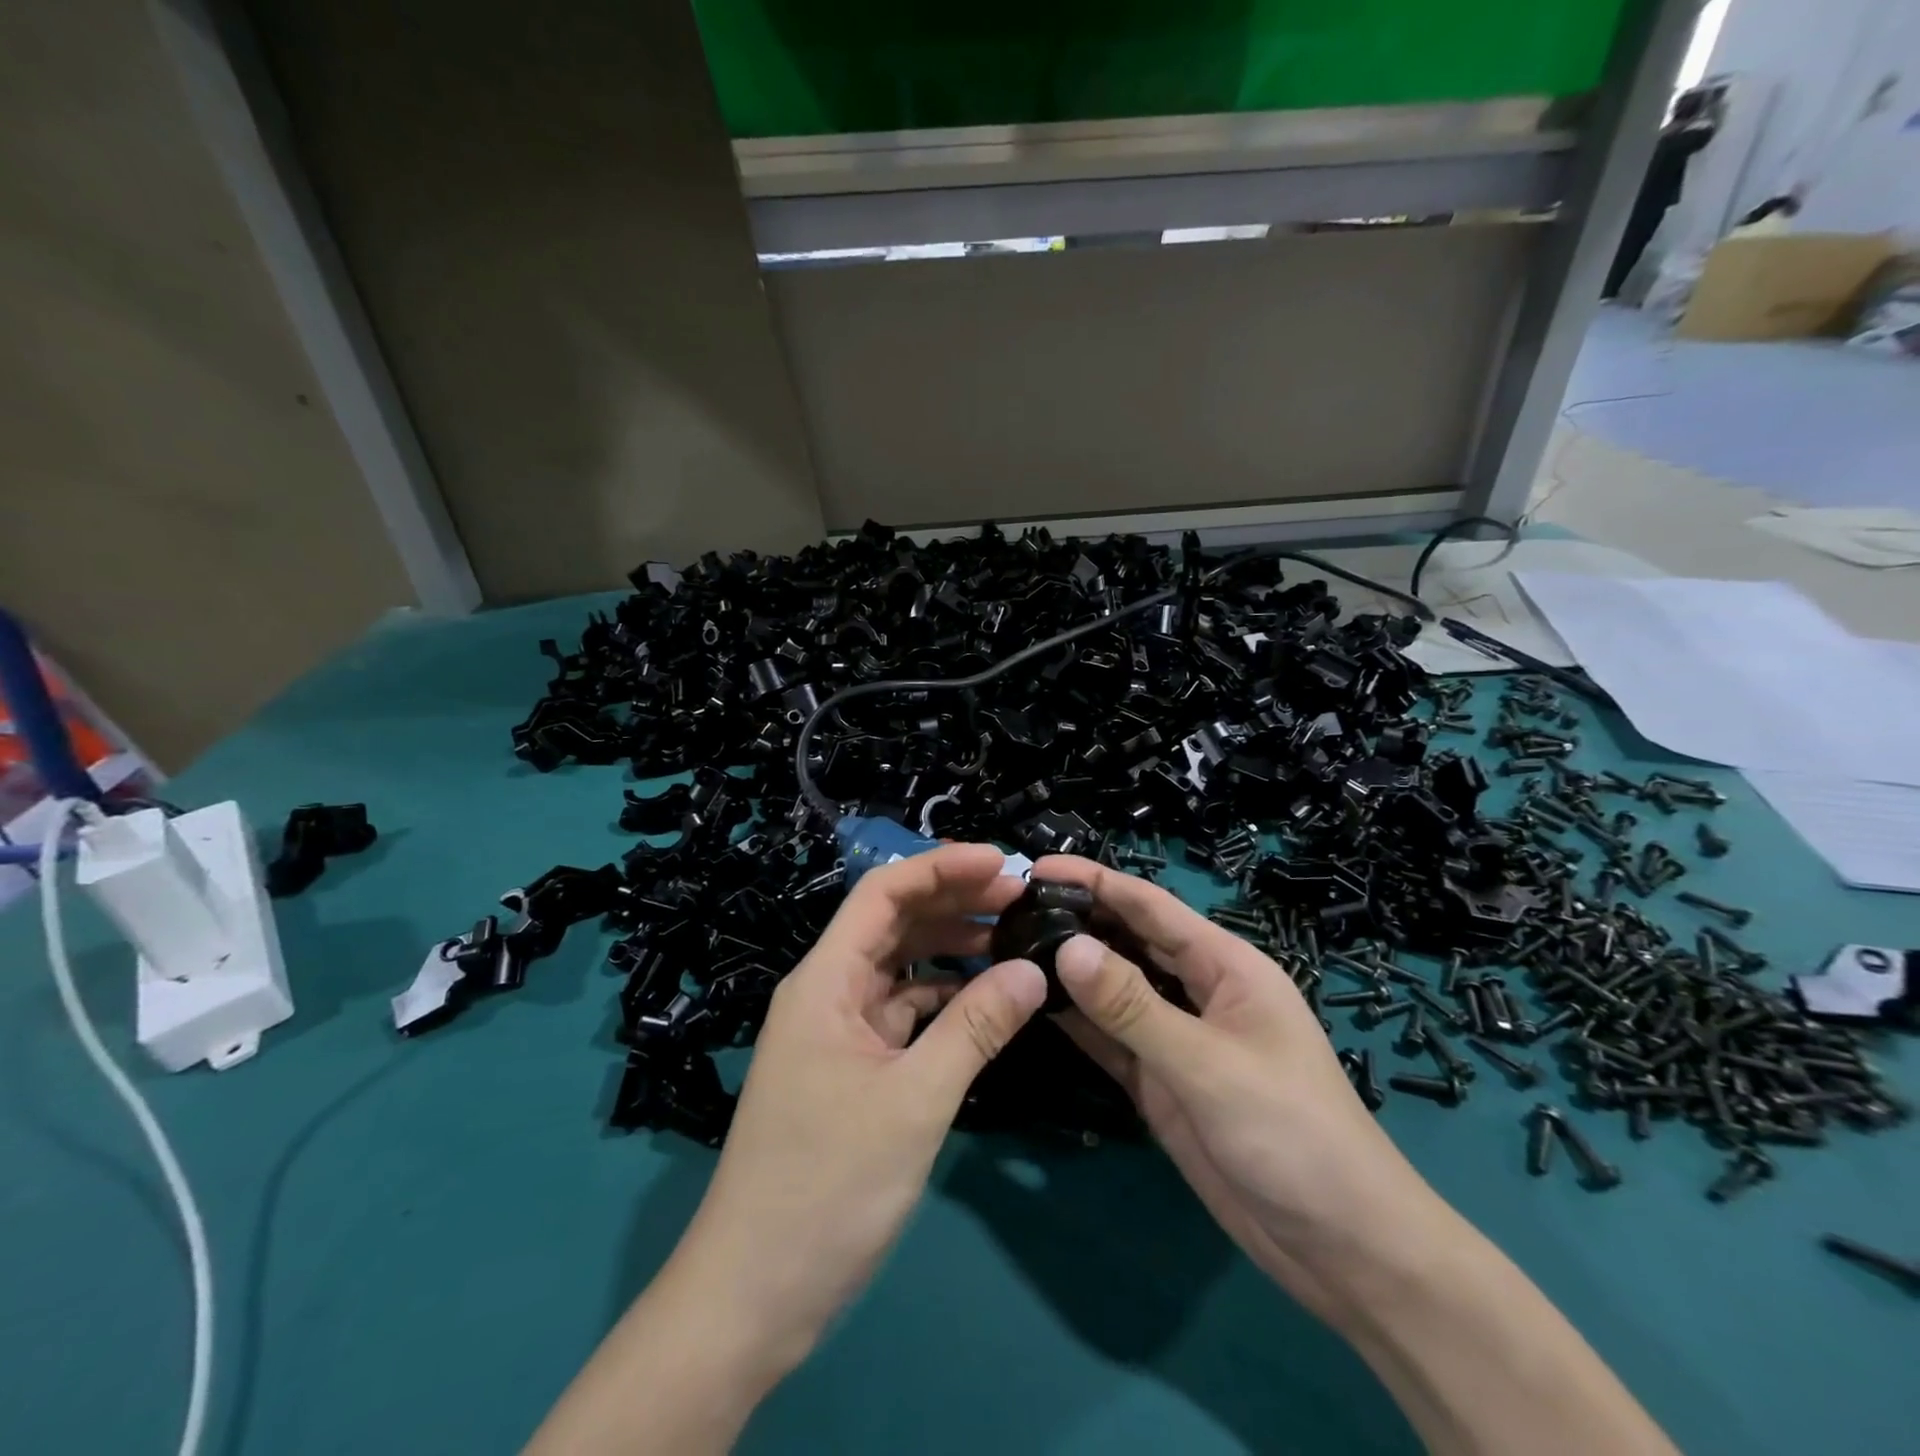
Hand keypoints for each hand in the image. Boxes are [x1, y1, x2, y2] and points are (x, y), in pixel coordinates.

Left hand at [673, 843, 1045, 1371]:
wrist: (751, 1296)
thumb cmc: (827, 1188)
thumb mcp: (914, 1102)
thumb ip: (976, 1028)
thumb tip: (1034, 970)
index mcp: (826, 981)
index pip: (884, 894)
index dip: (943, 868)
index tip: (1003, 863)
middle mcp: (826, 992)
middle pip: (892, 923)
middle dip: (954, 902)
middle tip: (1021, 897)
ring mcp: (836, 1032)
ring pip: (899, 968)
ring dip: (950, 949)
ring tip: (1011, 938)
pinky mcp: (849, 1069)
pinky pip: (901, 1013)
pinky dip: (942, 999)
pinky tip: (984, 1001)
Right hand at [1033, 855, 1446, 1319]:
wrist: (1343, 1250)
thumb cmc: (1293, 1135)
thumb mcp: (1209, 1064)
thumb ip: (1134, 1006)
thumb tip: (1066, 946)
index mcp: (1225, 966)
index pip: (1149, 906)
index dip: (1095, 880)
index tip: (1034, 866)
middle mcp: (1197, 991)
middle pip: (1128, 941)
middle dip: (1076, 919)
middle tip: (1007, 910)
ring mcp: (1177, 1039)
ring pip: (1114, 989)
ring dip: (1070, 970)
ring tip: (1009, 947)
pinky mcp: (1161, 1082)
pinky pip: (1111, 1039)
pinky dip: (1077, 1021)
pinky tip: (1034, 1005)